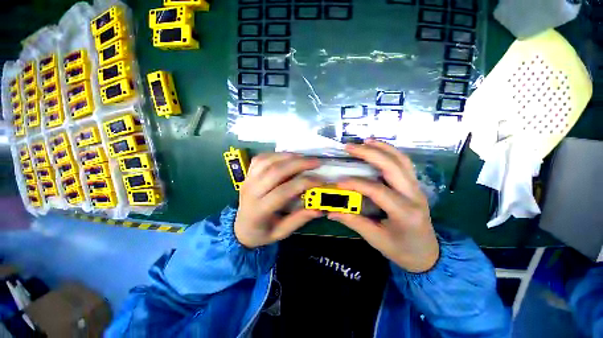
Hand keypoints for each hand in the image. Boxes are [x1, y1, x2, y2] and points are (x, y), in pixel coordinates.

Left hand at [234, 153, 323, 248]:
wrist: (240, 227)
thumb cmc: (262, 232)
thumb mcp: (280, 233)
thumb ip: (298, 220)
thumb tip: (318, 209)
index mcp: (259, 210)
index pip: (283, 192)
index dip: (303, 183)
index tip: (320, 181)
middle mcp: (251, 192)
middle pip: (275, 171)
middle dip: (298, 164)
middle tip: (316, 162)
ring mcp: (248, 180)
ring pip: (267, 161)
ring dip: (288, 156)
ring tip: (304, 157)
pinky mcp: (248, 174)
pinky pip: (260, 158)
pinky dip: (276, 154)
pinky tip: (288, 156)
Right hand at [328, 139, 439, 272]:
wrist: (428, 253)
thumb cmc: (402, 249)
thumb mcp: (376, 240)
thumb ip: (354, 222)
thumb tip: (330, 211)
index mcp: (405, 213)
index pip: (377, 191)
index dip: (356, 184)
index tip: (338, 183)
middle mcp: (414, 195)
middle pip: (393, 166)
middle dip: (370, 153)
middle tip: (349, 147)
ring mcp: (417, 187)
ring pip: (401, 160)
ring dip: (382, 147)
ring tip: (364, 141)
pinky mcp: (414, 185)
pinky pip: (403, 163)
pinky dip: (390, 152)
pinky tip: (377, 148)